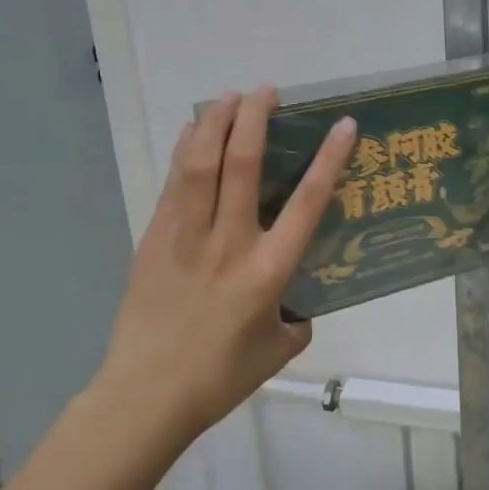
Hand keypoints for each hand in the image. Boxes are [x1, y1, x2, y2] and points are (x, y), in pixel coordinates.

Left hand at [92, 89, 355, 444]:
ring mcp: (186, 238)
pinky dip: (184, 151)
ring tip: (228, 98)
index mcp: (268, 271)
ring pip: (199, 165)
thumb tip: (297, 304)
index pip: (306, 204)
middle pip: (242, 165)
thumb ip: (296, 320)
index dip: (328, 159)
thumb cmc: (220, 377)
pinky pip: (173, 184)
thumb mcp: (277, 351)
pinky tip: (190, 133)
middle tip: (266, 93)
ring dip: (215, 124)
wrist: (146, 396)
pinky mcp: (154, 240)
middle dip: (255, 120)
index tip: (342, 124)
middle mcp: (229, 244)